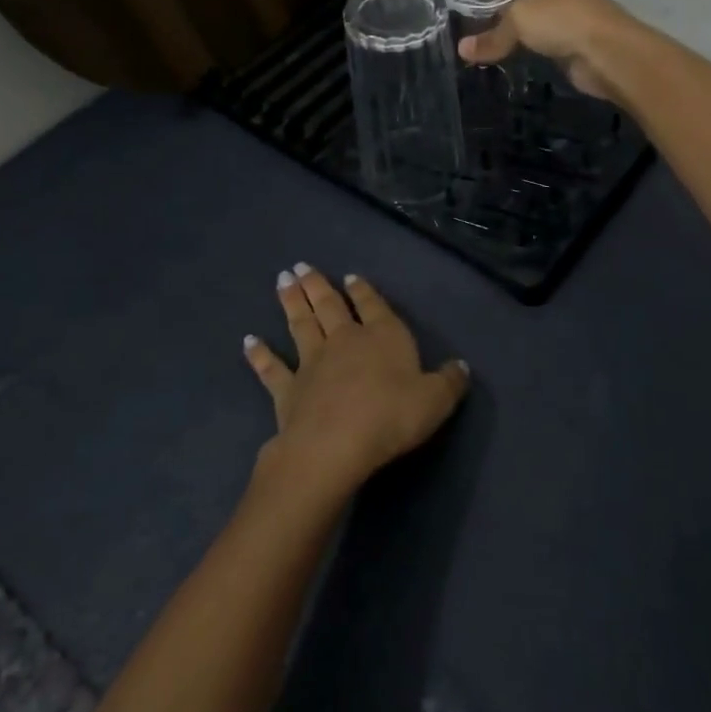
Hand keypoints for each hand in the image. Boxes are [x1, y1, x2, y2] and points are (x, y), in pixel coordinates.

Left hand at [244, 264, 468, 491]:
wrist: (335, 445)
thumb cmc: (391, 416)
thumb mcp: (435, 401)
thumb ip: (450, 381)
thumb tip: (461, 366)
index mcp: (382, 337)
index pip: (373, 305)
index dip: (363, 291)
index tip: (350, 277)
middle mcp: (345, 340)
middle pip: (329, 306)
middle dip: (317, 284)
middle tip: (302, 266)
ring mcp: (311, 363)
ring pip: (300, 324)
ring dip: (291, 302)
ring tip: (282, 280)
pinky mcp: (287, 389)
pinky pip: (271, 368)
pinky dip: (260, 354)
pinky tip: (248, 341)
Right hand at [455, 0, 637, 99]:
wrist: (611, 54)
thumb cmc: (565, 20)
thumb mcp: (520, 21)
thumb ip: (491, 35)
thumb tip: (463, 49)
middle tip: (475, 0)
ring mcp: (572, 10)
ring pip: (536, 7)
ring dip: (515, 16)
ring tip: (487, 26)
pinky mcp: (575, 36)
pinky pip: (544, 33)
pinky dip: (527, 39)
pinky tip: (509, 48)